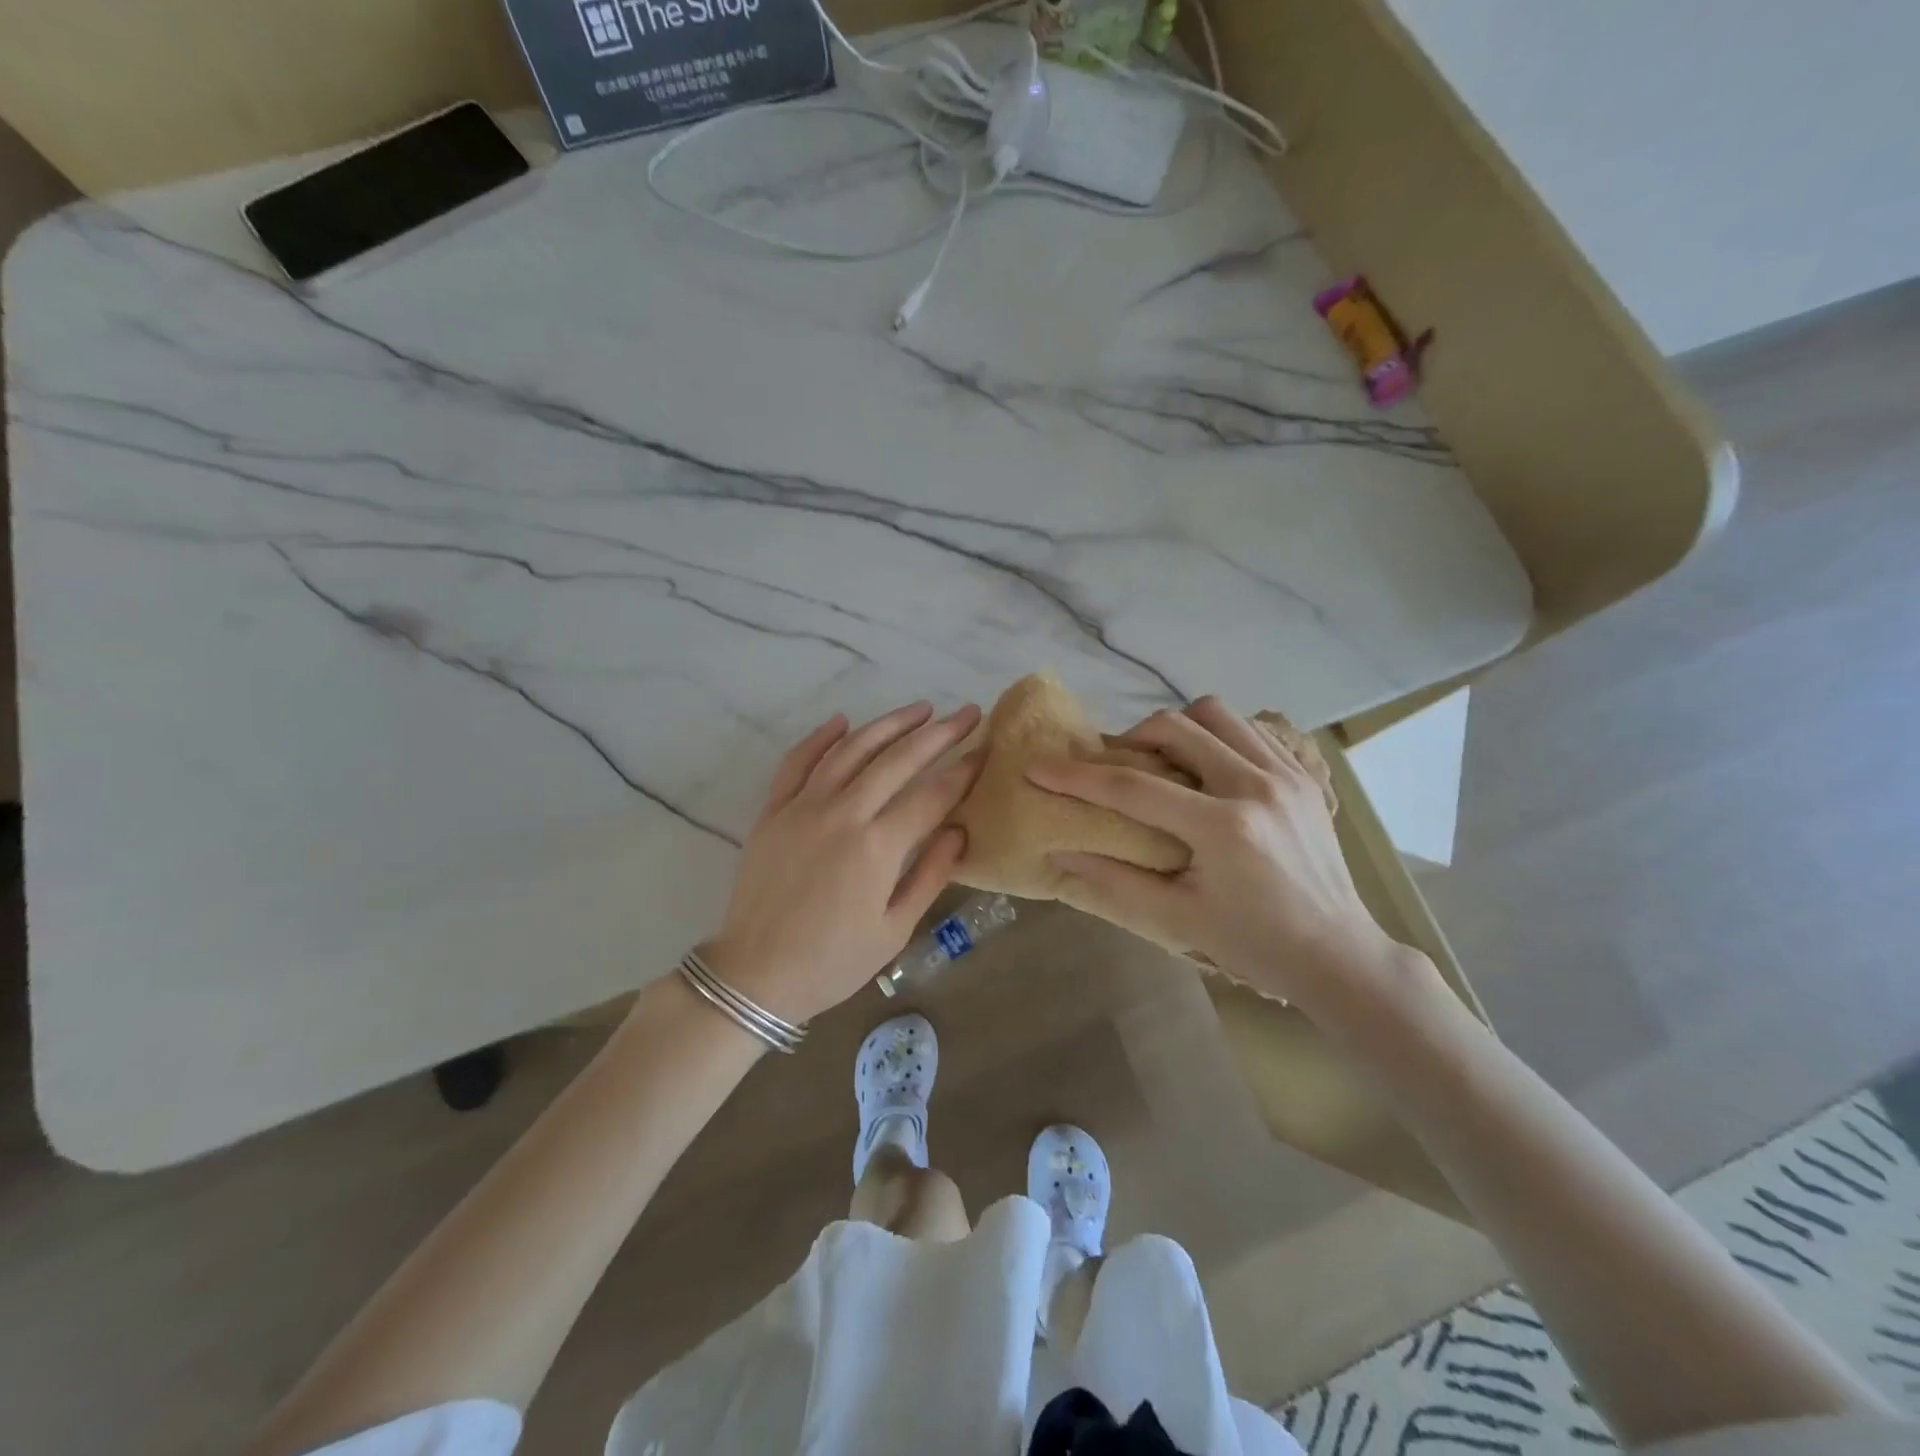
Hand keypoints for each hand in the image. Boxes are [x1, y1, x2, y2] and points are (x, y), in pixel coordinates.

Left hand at [702, 701, 982, 1026]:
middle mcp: (842, 814)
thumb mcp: (895, 930)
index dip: (963, 770)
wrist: (755, 974)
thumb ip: (930, 875)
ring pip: (851, 749)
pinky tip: (843, 720)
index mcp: (877, 847)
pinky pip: (798, 761)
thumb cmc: (832, 962)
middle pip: (898, 760)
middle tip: (967, 713)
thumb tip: (959, 830)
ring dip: (889, 724)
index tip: (986, 749)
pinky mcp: (773, 810)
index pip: (932, 795)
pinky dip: (821, 737)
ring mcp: (803, 807)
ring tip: (920, 709)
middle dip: (939, 733)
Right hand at [1026, 697, 1405, 1011]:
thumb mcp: (1178, 920)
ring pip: (1217, 714)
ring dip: (1177, 727)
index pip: (1134, 788)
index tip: (1038, 768)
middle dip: (1131, 738)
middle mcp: (1257, 786)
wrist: (1337, 954)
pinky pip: (1249, 729)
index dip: (1078, 777)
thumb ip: (1114, 881)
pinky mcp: (1303, 776)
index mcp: (1224, 828)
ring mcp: (1287, 775)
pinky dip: (1216, 735)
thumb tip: (1059, 854)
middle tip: (1114, 765)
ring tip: (1161, 760)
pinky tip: (1205, 766)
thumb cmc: (1254, 944)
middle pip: (1177, 727)